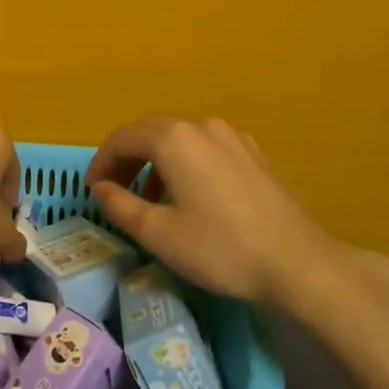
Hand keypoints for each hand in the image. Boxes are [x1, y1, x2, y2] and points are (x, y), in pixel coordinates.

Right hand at [87, 116, 388, 316]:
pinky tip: (189, 193)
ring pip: (179, 136)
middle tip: (113, 190)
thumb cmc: (220, 248)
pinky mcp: (252, 153)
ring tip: (148, 197)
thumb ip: (121, 205)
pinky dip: (184, 161)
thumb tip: (100, 188)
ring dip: (155, 159)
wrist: (297, 262)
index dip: (101, 161)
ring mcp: (232, 136)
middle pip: (150, 130)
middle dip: (126, 157)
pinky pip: (205, 146)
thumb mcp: (159, 233)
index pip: (122, 137)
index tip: (92, 190)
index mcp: (174, 139)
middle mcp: (201, 126)